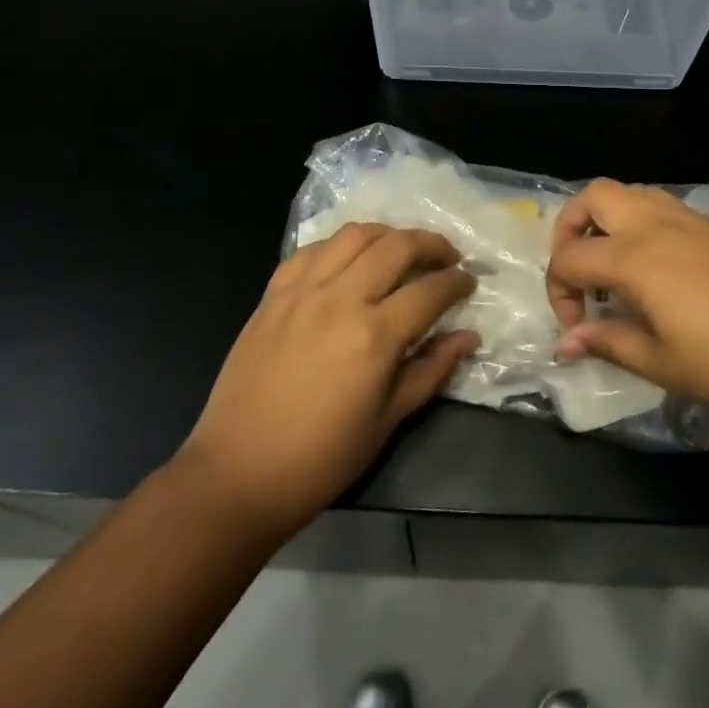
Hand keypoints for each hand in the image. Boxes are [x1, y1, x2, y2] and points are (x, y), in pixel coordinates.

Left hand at [179, 223, 478, 541]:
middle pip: (397, 245)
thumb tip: (468, 337)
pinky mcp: (273, 293)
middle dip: (432, 244)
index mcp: (375, 336)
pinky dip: (339, 246)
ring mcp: (302, 291)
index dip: (457, 282)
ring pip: (354, 235)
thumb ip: (432, 369)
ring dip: (388, 234)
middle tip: (447, 257)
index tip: (470, 282)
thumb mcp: (388, 420)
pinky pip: (312, 249)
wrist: (238, 472)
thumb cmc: (322, 458)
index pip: (430, 290)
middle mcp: (341, 299)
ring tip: (401, 249)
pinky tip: (349, 261)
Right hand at [547, 180, 708, 427]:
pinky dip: (637, 223)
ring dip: (604, 220)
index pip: (570, 257)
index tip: (576, 329)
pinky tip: (654, 269)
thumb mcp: (662, 362)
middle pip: (592, 196)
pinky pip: (658, 204)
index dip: (559, 292)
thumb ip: (608, 342)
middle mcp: (654, 223)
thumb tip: (566, 342)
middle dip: (569, 229)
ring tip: (612, 268)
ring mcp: (687, 218)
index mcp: (634, 256)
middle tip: (578, 274)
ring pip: (628, 193)